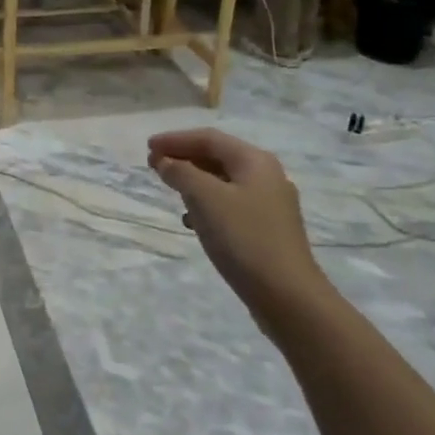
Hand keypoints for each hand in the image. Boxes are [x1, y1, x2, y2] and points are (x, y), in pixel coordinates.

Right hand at [147, 129, 328, 318]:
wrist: (287, 296)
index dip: (175, 139)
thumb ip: (181, 173)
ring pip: (224, 182)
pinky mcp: (267, 230)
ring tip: (171, 190)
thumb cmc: (244, 238)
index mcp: (255, 161)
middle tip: (154, 166)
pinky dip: (208, 205)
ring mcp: (270, 205)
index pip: (209, 138)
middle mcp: (267, 176)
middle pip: (218, 157)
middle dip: (184, 158)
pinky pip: (231, 205)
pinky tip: (193, 221)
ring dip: (194, 182)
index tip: (147, 147)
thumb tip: (165, 161)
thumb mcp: (205, 198)